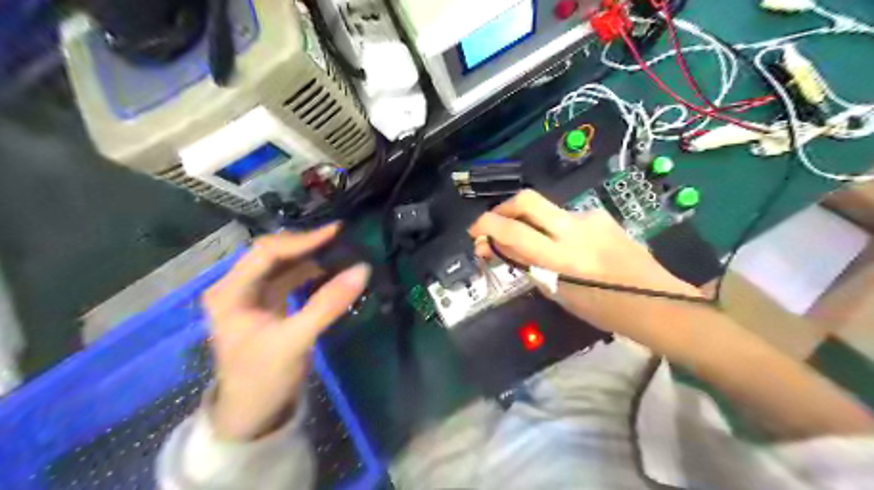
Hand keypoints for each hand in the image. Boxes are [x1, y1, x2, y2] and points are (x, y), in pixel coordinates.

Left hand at [203, 224, 369, 441]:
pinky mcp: (269, 306)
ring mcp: (253, 296)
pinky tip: (331, 272)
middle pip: (274, 254)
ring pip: (284, 265)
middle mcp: (237, 287)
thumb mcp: (295, 340)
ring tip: (341, 251)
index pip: (267, 252)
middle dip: (307, 245)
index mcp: (230, 292)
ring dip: (311, 257)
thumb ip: (328, 304)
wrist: (253, 416)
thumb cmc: (263, 378)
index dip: (302, 240)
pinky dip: (311, 273)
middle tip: (341, 239)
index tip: (336, 232)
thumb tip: (362, 269)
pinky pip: (291, 280)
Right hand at [467, 190, 701, 336]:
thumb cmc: (604, 310)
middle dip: (503, 208)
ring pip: (547, 209)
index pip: (513, 231)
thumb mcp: (559, 294)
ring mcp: (590, 218)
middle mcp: (573, 229)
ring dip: (532, 222)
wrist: (657, 301)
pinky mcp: (602, 216)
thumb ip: (530, 266)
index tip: (476, 234)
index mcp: (561, 258)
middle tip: (495, 223)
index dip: (486, 226)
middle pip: (527, 199)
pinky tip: (569, 246)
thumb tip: (504, 249)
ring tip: (537, 244)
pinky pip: (568, 217)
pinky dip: (557, 228)